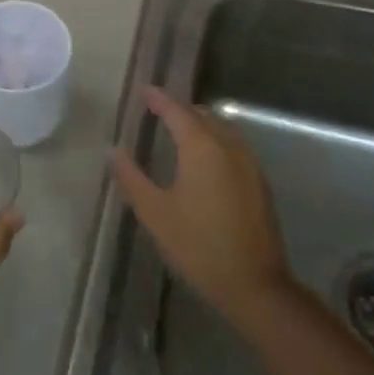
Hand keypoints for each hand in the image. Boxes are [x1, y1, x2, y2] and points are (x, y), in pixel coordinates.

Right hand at [112, 87, 292, 330]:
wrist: (253, 284)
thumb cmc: (198, 246)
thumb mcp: (154, 213)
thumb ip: (132, 177)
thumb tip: (113, 150)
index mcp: (202, 148)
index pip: (178, 111)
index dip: (159, 99)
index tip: (144, 90)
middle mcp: (229, 147)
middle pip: (203, 115)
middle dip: (180, 108)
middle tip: (157, 109)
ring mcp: (249, 164)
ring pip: (222, 129)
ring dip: (200, 122)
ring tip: (179, 128)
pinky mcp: (259, 182)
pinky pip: (234, 145)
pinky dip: (215, 139)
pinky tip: (204, 156)